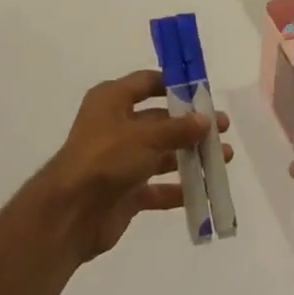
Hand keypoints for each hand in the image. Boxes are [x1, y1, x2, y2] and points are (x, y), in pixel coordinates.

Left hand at [30, 70, 232, 267]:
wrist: (70, 212)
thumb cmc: (106, 158)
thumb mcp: (145, 137)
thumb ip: (178, 129)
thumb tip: (206, 120)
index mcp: (112, 100)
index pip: (147, 82)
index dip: (174, 85)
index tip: (204, 92)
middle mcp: (116, 125)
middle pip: (159, 120)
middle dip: (190, 125)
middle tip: (222, 129)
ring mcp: (120, 160)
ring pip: (161, 153)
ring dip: (190, 156)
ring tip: (223, 158)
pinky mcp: (125, 191)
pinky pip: (156, 187)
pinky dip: (177, 188)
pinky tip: (204, 190)